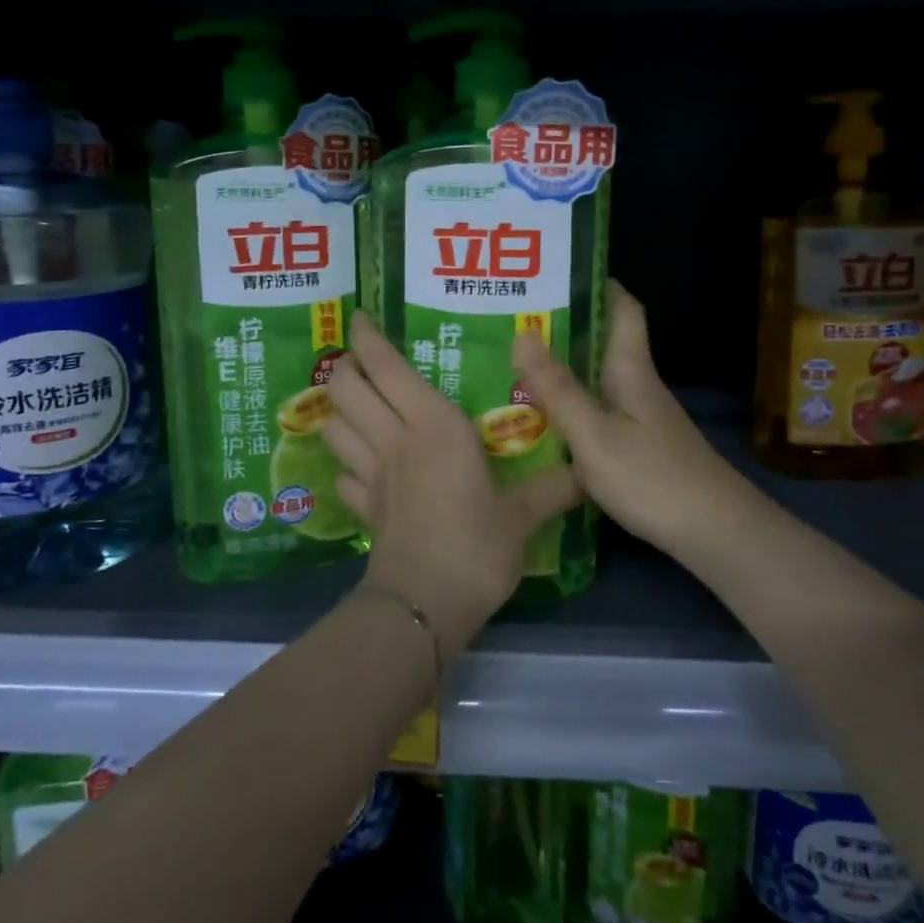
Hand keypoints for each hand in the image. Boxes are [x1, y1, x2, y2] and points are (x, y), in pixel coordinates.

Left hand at [323, 313, 580, 651]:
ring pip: (334, 426)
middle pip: (345, 388)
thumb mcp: (523, 515)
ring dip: (337, 409)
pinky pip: (343, 475)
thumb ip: (554, 487)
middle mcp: (394, 438)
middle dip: (344, 367)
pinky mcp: (363, 508)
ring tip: (355, 403)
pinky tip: (361, 468)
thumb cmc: (476, 546)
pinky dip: (346, 464)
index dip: (367, 338)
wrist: (426, 604)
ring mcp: (372, 474)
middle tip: (359, 360)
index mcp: (433, 425)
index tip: (361, 317)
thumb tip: (589, 472)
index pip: (386, 366)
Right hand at [512, 282, 767, 563]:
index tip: (560, 271)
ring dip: (563, 370)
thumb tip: (522, 333)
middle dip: (564, 328)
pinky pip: (598, 412)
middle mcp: (638, 386)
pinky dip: (571, 407)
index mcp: (631, 370)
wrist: (715, 534)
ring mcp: (642, 419)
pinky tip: (543, 423)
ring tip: (515, 367)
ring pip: (598, 380)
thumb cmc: (652, 478)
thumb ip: (557, 389)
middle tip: (513, 322)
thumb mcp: (594, 435)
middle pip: (604, 344)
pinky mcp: (640, 448)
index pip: (624, 310)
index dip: (599, 284)